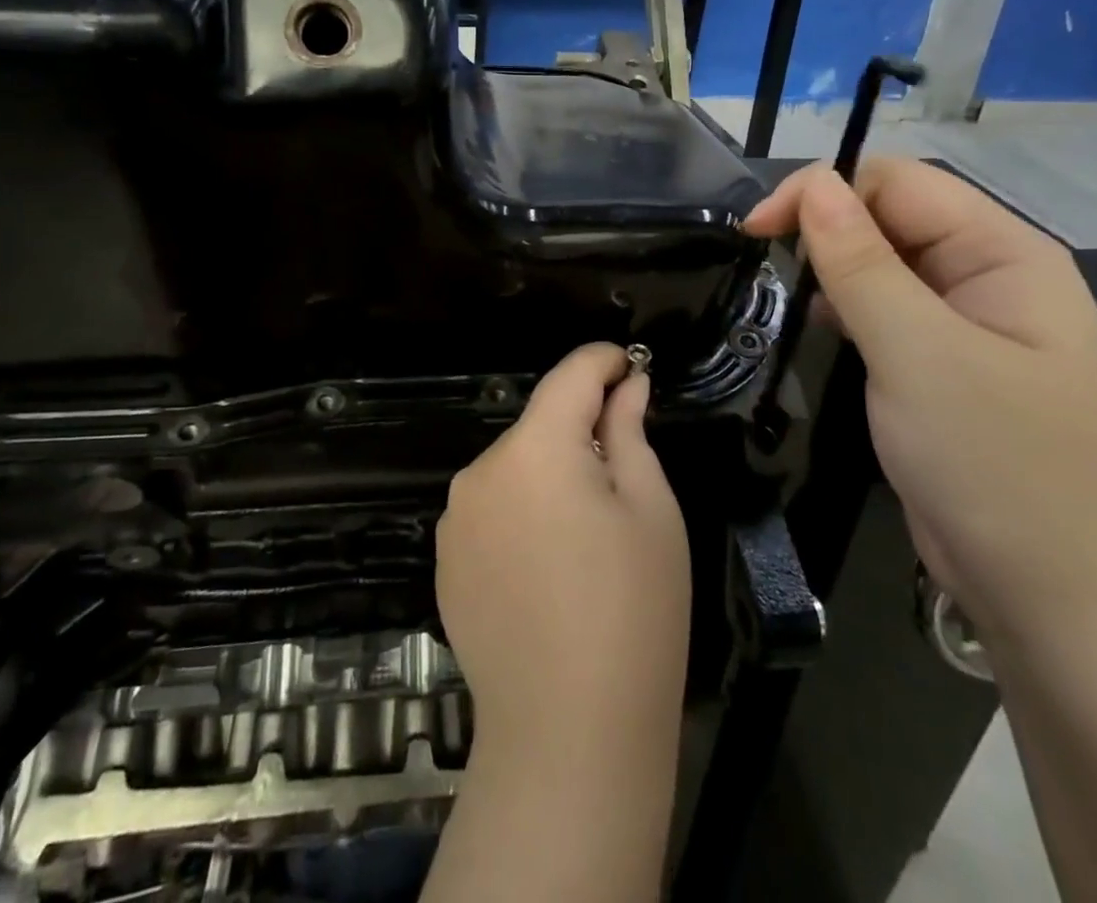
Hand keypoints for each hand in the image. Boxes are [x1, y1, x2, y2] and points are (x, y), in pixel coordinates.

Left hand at [436, 343, 690, 754]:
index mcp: (535, 447)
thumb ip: (629, 432)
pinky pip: (492, 510)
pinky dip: (522, 515)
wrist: (567, 735)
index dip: (603, 361)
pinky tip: (548, 570)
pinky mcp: (445, 559)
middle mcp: (482, 469)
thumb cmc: (631, 612)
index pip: (570, 375)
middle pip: (540, 426)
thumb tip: (626, 386)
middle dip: (581, 433)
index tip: (631, 366)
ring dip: (550, 476)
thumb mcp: (650, 510)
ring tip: (587, 540)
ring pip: (516, 469)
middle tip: (624, 480)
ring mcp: (456, 517)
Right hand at [746, 159, 1096, 656]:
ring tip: (794, 297)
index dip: (824, 191)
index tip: (756, 230)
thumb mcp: (918, 355)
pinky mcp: (949, 364)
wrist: (1056, 604)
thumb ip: (861, 264)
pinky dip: (850, 307)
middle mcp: (994, 276)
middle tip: (766, 264)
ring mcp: (973, 323)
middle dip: (827, 229)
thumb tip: (813, 183)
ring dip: (835, 268)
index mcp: (1008, 255)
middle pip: (895, 217)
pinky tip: (827, 327)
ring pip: (887, 263)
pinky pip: (891, 309)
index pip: (900, 183)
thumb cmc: (995, 466)